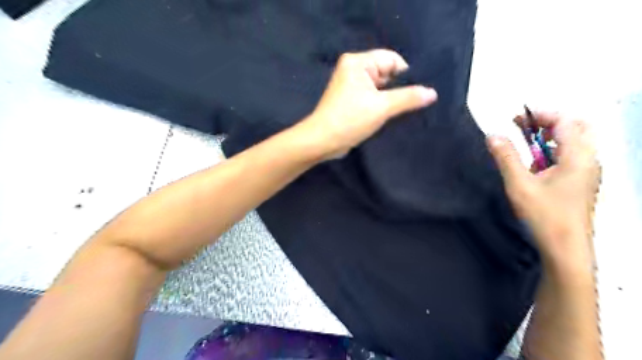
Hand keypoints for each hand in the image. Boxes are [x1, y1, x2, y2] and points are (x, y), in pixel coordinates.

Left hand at [299, 48, 439, 158]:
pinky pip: (373, 98)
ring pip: (381, 88)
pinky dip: (382, 105)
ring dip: (392, 99)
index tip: (418, 92)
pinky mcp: (351, 101)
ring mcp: (352, 86)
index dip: (407, 75)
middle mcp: (354, 70)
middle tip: (415, 103)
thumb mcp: (382, 107)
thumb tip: (432, 92)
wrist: (322, 142)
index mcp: (358, 62)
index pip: (392, 59)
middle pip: (387, 73)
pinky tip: (393, 116)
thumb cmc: (350, 120)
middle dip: (400, 88)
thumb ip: (408, 98)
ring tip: (405, 111)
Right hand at [487, 112, 602, 272]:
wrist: (565, 249)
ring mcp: (587, 173)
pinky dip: (552, 152)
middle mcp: (589, 160)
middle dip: (549, 123)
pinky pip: (570, 157)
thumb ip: (506, 157)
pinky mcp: (581, 183)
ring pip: (574, 143)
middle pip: (576, 128)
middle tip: (525, 127)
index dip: (541, 115)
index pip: (565, 122)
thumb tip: (493, 135)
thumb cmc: (544, 215)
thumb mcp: (519, 184)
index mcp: (578, 157)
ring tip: (526, 144)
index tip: (515, 119)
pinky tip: (535, 166)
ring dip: (550, 137)